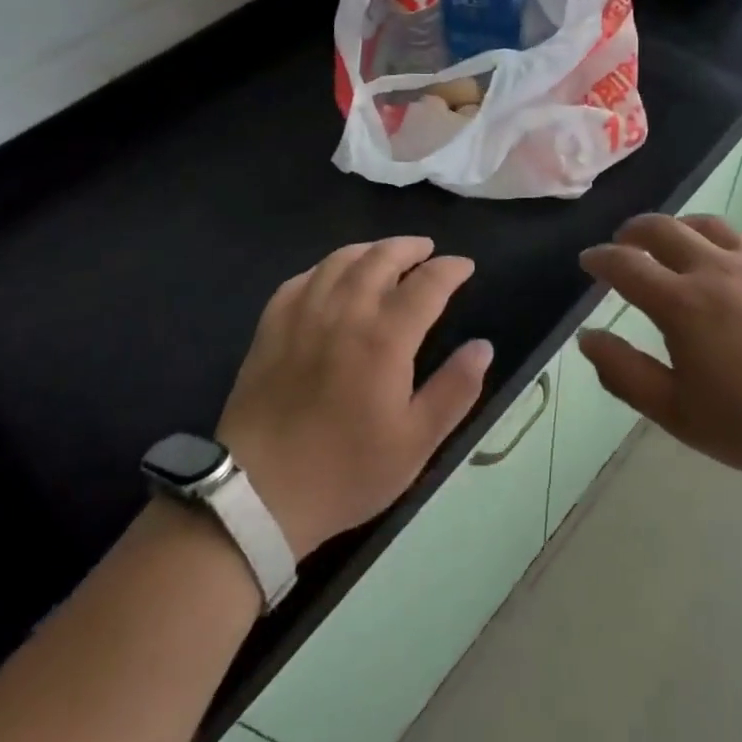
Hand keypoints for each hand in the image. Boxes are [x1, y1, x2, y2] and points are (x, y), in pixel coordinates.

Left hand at [218, 238, 491, 557]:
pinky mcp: (270, 328)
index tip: (465, 266)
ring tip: (384, 254)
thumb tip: (483, 347)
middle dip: (409, 248)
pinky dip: (324, 269)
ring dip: (369, 250)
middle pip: (380, 258)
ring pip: (338, 261)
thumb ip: (455, 389)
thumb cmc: (346, 470)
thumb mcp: (416, 442)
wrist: (258, 493)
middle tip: (426, 250)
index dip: (450, 269)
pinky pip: (300, 280)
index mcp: (385, 338)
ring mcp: (302, 316)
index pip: (426, 284)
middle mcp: (345, 313)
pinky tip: (330, 278)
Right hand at [578, 215, 741, 487]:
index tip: (588, 261)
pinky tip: (734, 256)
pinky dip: (731, 240)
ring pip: (710, 225)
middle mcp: (716, 269)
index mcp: (681, 303)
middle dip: (634, 231)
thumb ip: (625, 373)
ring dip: (682, 227)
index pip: (626, 265)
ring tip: (674, 241)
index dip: (600, 259)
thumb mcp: (677, 413)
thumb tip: (587, 337)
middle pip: (664, 229)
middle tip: (624, 243)